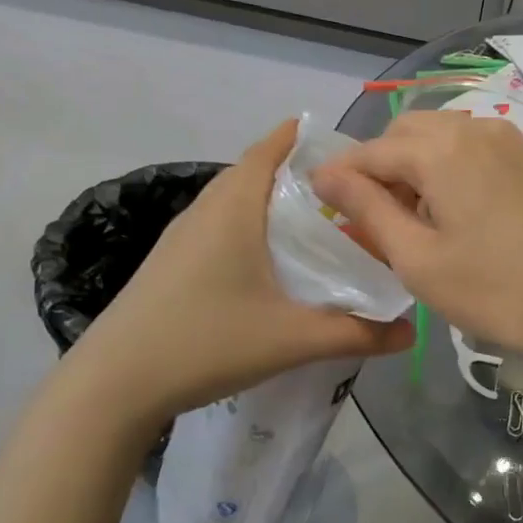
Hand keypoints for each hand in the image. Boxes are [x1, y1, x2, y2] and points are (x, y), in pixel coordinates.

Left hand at [76, 120, 414, 419]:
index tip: (353, 152)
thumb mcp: (290, 339)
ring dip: (276, 204)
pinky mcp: (172, 262)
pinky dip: (254, 229)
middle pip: (258, 171)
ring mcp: (183, 236)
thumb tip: (410, 333)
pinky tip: (273, 266)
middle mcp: (206, 209)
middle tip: (351, 196)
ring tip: (321, 228)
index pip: (272, 146)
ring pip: (238, 201)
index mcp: (234, 206)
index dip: (309, 138)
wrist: (112, 384)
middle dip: (303, 175)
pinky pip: (222, 227)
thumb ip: (355, 333)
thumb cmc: (205, 342)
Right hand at [311, 111, 522, 363]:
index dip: (340, 176)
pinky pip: (467, 148)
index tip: (320, 205)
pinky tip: (449, 212)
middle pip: (405, 133)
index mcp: (440, 148)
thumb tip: (325, 174)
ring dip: (412, 166)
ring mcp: (505, 140)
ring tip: (410, 220)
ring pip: (438, 137)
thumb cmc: (495, 290)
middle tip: (372, 219)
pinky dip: (445, 169)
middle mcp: (472, 128)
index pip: (370, 151)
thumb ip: (367, 208)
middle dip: (379, 167)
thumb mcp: (418, 258)